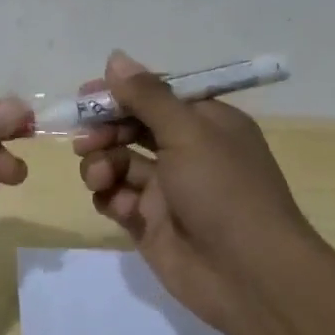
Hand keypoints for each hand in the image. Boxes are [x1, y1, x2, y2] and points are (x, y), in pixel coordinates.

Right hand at [74, 51, 317, 329]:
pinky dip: (109, 197)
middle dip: (104, 130)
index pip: (156, 95)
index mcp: (206, 123)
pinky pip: (117, 198)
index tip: (86, 95)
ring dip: (101, 164)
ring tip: (100, 176)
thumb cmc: (224, 191)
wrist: (249, 276)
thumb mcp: (188, 132)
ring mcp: (167, 190)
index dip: (121, 93)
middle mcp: (186, 152)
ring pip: (118, 162)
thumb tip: (115, 58)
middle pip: (131, 128)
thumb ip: (148, 96)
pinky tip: (116, 205)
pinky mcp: (149, 223)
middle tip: (85, 140)